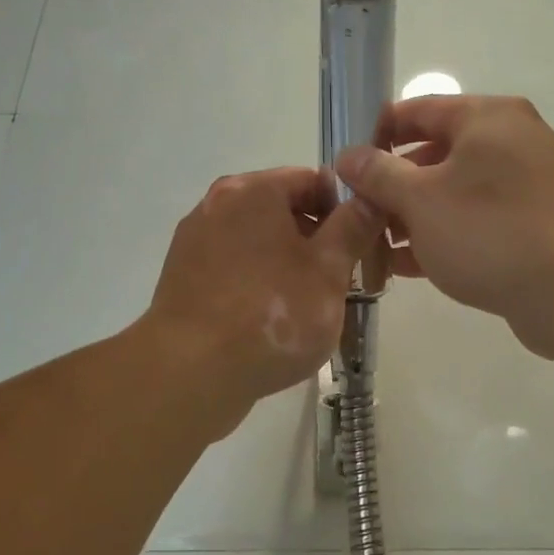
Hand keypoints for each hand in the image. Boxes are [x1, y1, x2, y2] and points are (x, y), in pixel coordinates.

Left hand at [144, 167, 385, 430]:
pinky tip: (272, 321)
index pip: (312, 181)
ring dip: (287, 265)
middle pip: (282, 211)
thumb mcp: (329, 271)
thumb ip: (353, 228)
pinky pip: (233, 270)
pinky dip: (257, 284)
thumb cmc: (271, 314)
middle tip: (342, 282)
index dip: (345, 210)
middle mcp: (216, 205)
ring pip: (257, 243)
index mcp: (253, 191)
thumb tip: (371, 198)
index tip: (363, 246)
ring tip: (309, 307)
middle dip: (316, 242)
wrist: (190, 373)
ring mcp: (194, 243)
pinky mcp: (183, 280)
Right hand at [336, 95, 553, 363]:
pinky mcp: (533, 226)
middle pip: (434, 154)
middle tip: (356, 213)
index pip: (417, 109)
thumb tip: (349, 156)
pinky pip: (476, 223)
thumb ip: (378, 174)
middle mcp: (510, 142)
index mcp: (487, 118)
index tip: (344, 165)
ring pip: (454, 194)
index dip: (375, 134)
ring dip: (413, 217)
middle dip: (392, 186)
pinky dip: (442, 238)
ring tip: (375, 246)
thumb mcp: (420, 200)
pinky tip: (407, 267)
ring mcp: (526, 186)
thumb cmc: (489, 231)